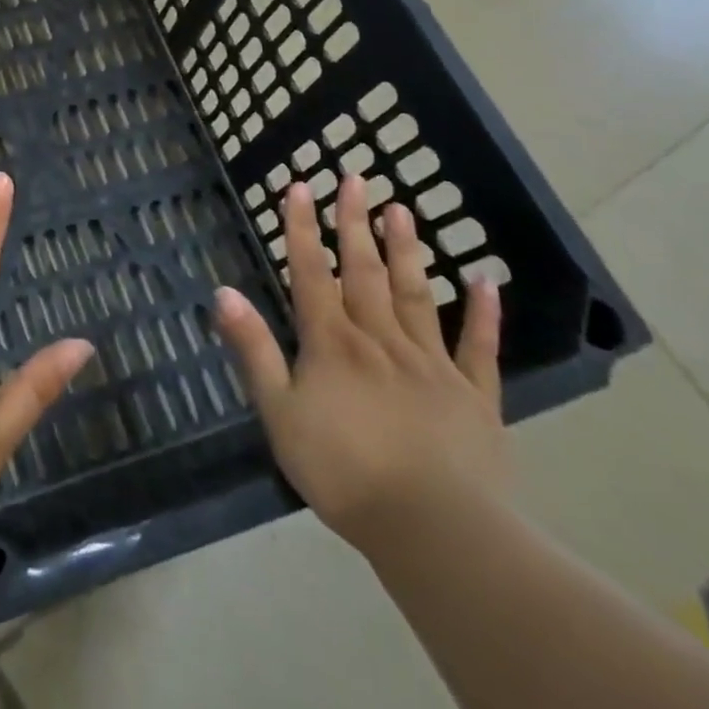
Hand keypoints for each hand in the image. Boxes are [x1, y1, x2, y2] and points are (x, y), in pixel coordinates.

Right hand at [214, 176, 507, 555]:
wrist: (436, 531)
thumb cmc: (344, 472)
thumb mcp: (279, 413)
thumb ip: (254, 349)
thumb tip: (223, 291)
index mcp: (332, 343)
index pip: (311, 272)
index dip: (302, 227)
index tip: (300, 184)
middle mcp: (380, 339)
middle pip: (363, 270)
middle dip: (354, 222)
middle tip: (355, 177)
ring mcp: (431, 363)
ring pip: (415, 294)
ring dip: (406, 250)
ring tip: (402, 208)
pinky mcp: (474, 396)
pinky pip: (478, 347)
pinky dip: (483, 313)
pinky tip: (486, 280)